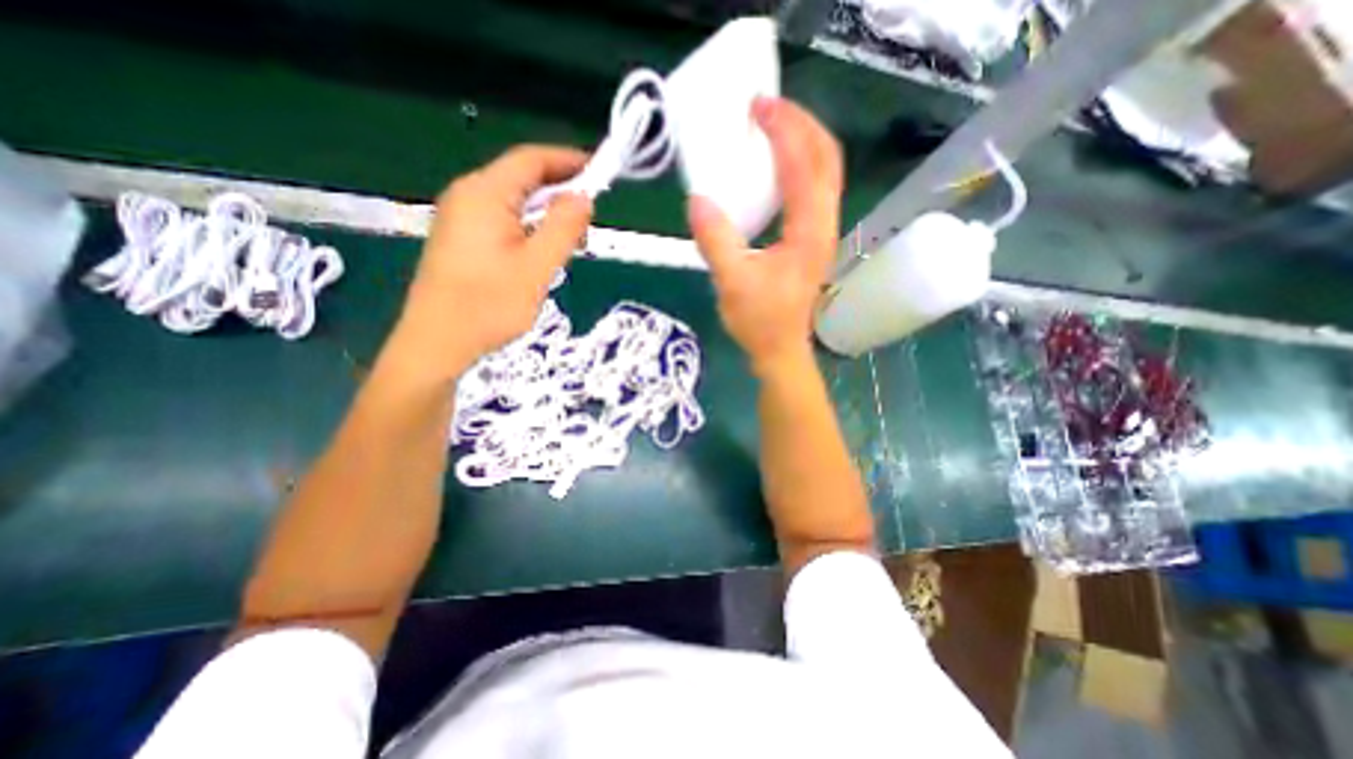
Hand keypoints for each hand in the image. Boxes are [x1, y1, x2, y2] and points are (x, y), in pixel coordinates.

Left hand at [399, 142, 593, 376]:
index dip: (568, 161)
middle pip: (522, 178)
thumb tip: (583, 197)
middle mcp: (468, 195)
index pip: (532, 159)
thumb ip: (563, 227)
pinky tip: (542, 255)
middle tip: (588, 225)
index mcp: (484, 194)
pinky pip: (503, 220)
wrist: (437, 343)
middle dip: (560, 194)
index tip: (600, 173)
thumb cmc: (489, 306)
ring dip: (547, 216)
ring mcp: (461, 217)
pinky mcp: (461, 238)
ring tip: (570, 245)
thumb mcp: (537, 267)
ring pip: (515, 202)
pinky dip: (530, 229)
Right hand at [692, 97, 842, 375]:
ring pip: (825, 172)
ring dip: (803, 141)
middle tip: (767, 107)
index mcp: (809, 232)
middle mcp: (824, 225)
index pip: (804, 166)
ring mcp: (822, 231)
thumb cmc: (760, 322)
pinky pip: (813, 189)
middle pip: (827, 158)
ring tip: (772, 127)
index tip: (758, 107)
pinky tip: (774, 168)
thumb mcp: (732, 283)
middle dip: (802, 124)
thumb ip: (715, 240)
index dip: (784, 130)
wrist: (780, 350)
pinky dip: (798, 166)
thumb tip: (697, 199)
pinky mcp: (812, 239)